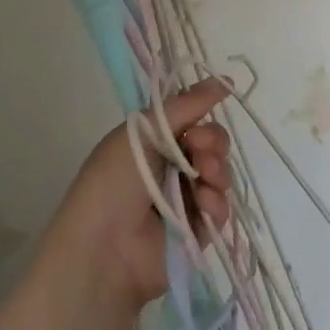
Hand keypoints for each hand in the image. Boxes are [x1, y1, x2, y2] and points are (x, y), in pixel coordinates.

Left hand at [38, 78, 235, 318]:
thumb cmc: (114, 181)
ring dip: (217, 170)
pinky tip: (203, 205)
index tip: (197, 121)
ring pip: (220, 173)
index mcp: (152, 142)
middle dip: (212, 142)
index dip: (202, 116)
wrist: (104, 249)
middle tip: (199, 150)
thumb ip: (186, 105)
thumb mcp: (143, 132)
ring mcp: (185, 200)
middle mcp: (170, 168)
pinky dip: (216, 202)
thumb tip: (225, 80)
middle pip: (211, 144)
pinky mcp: (197, 231)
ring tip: (203, 178)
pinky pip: (221, 207)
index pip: (192, 120)